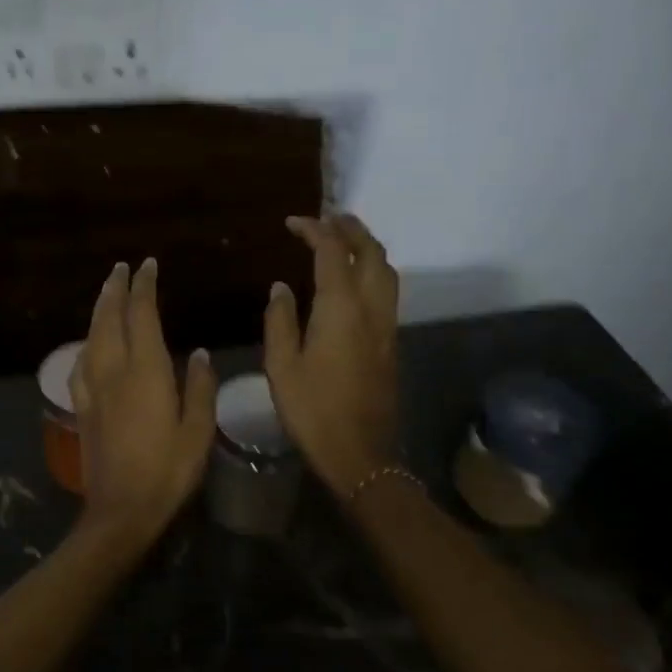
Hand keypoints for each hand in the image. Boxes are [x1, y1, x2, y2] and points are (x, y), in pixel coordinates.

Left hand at [71, 259, 216, 551]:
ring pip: (91, 337)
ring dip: (98, 310)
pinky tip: (89, 345)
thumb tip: (198, 354)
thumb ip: (199, 388)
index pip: (142, 315)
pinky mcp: (82, 409)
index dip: (144, 287)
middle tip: (120, 268)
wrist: (121, 510)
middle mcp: (114, 372)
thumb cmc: (168, 472)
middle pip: (109, 319)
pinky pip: (80, 364)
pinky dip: (86, 343)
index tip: (148, 266)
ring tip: (105, 294)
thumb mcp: (198, 431)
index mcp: (146, 372)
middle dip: (114, 289)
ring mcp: (93, 390)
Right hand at [264, 215, 400, 494]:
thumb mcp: (281, 366)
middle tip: (327, 218)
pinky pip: (387, 291)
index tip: (293, 222)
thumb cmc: (313, 411)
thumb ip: (280, 320)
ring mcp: (387, 326)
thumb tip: (281, 288)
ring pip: (386, 270)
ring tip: (343, 240)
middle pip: (372, 252)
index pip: (333, 252)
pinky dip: (372, 271)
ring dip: (367, 247)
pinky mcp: (391, 342)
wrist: (360, 453)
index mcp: (341, 309)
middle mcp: (371, 309)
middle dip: (351, 228)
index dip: (315, 230)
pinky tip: (353, 280)